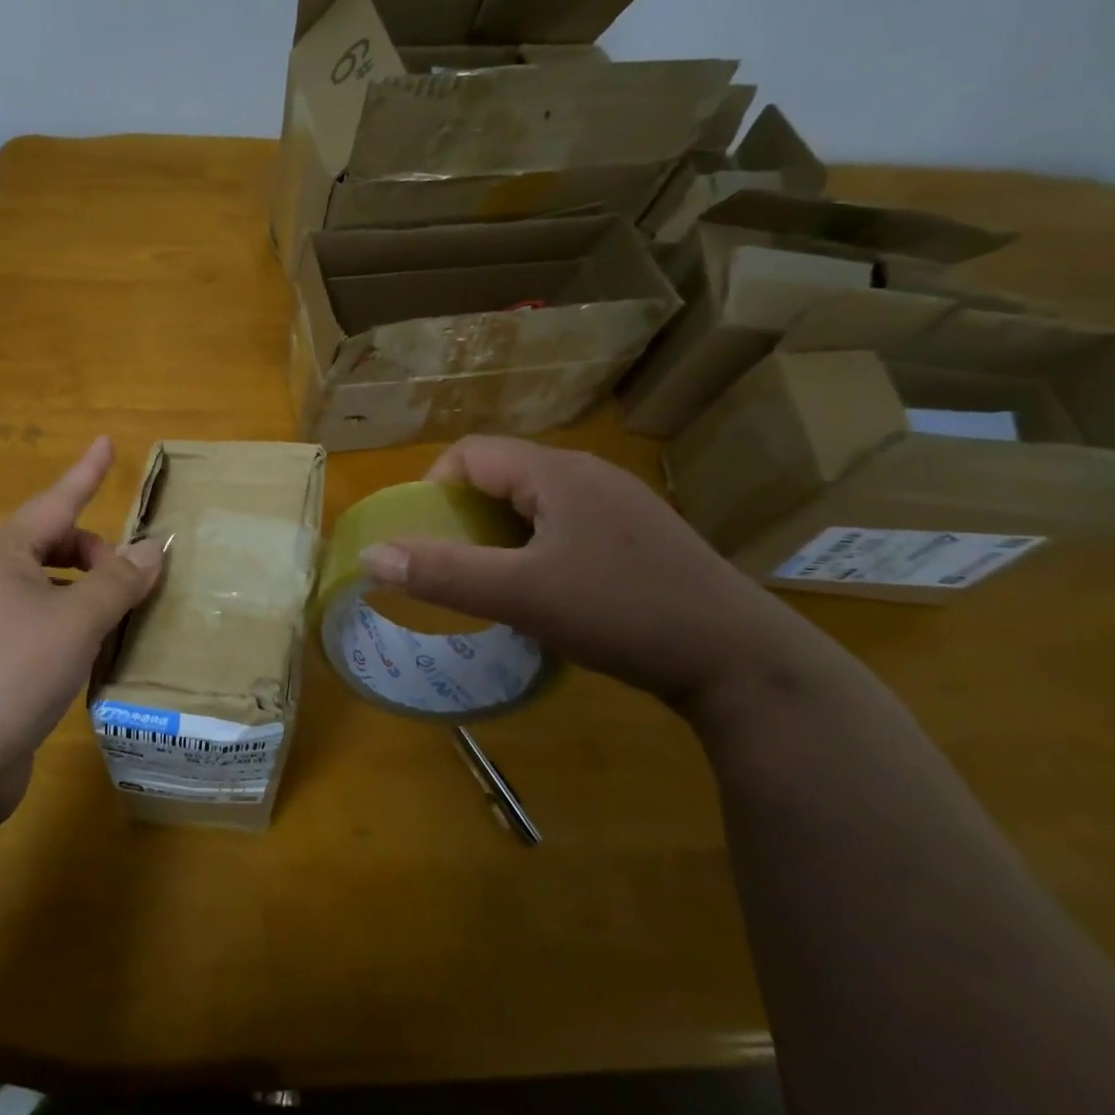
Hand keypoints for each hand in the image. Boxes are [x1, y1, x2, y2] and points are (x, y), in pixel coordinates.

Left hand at [0, 437, 164, 821]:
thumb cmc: (10, 670)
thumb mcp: (76, 620)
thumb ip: (118, 581)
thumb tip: (153, 548)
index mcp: (5, 556)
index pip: (57, 500)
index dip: (87, 472)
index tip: (108, 442)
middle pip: (55, 547)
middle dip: (96, 554)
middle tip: (133, 580)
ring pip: (51, 592)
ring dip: (88, 596)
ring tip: (123, 618)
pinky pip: (44, 630)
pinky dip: (74, 632)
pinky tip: (96, 658)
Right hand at [358, 435, 812, 710]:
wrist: (742, 662)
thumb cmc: (622, 612)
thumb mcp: (521, 595)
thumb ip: (442, 574)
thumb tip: (371, 555)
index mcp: (556, 472)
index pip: (470, 453)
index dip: (435, 489)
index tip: (428, 540)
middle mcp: (588, 473)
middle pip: (502, 474)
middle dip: (466, 515)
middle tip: (458, 566)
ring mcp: (619, 503)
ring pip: (535, 502)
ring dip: (502, 534)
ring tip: (498, 582)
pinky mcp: (640, 534)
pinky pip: (567, 523)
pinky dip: (538, 547)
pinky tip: (552, 592)